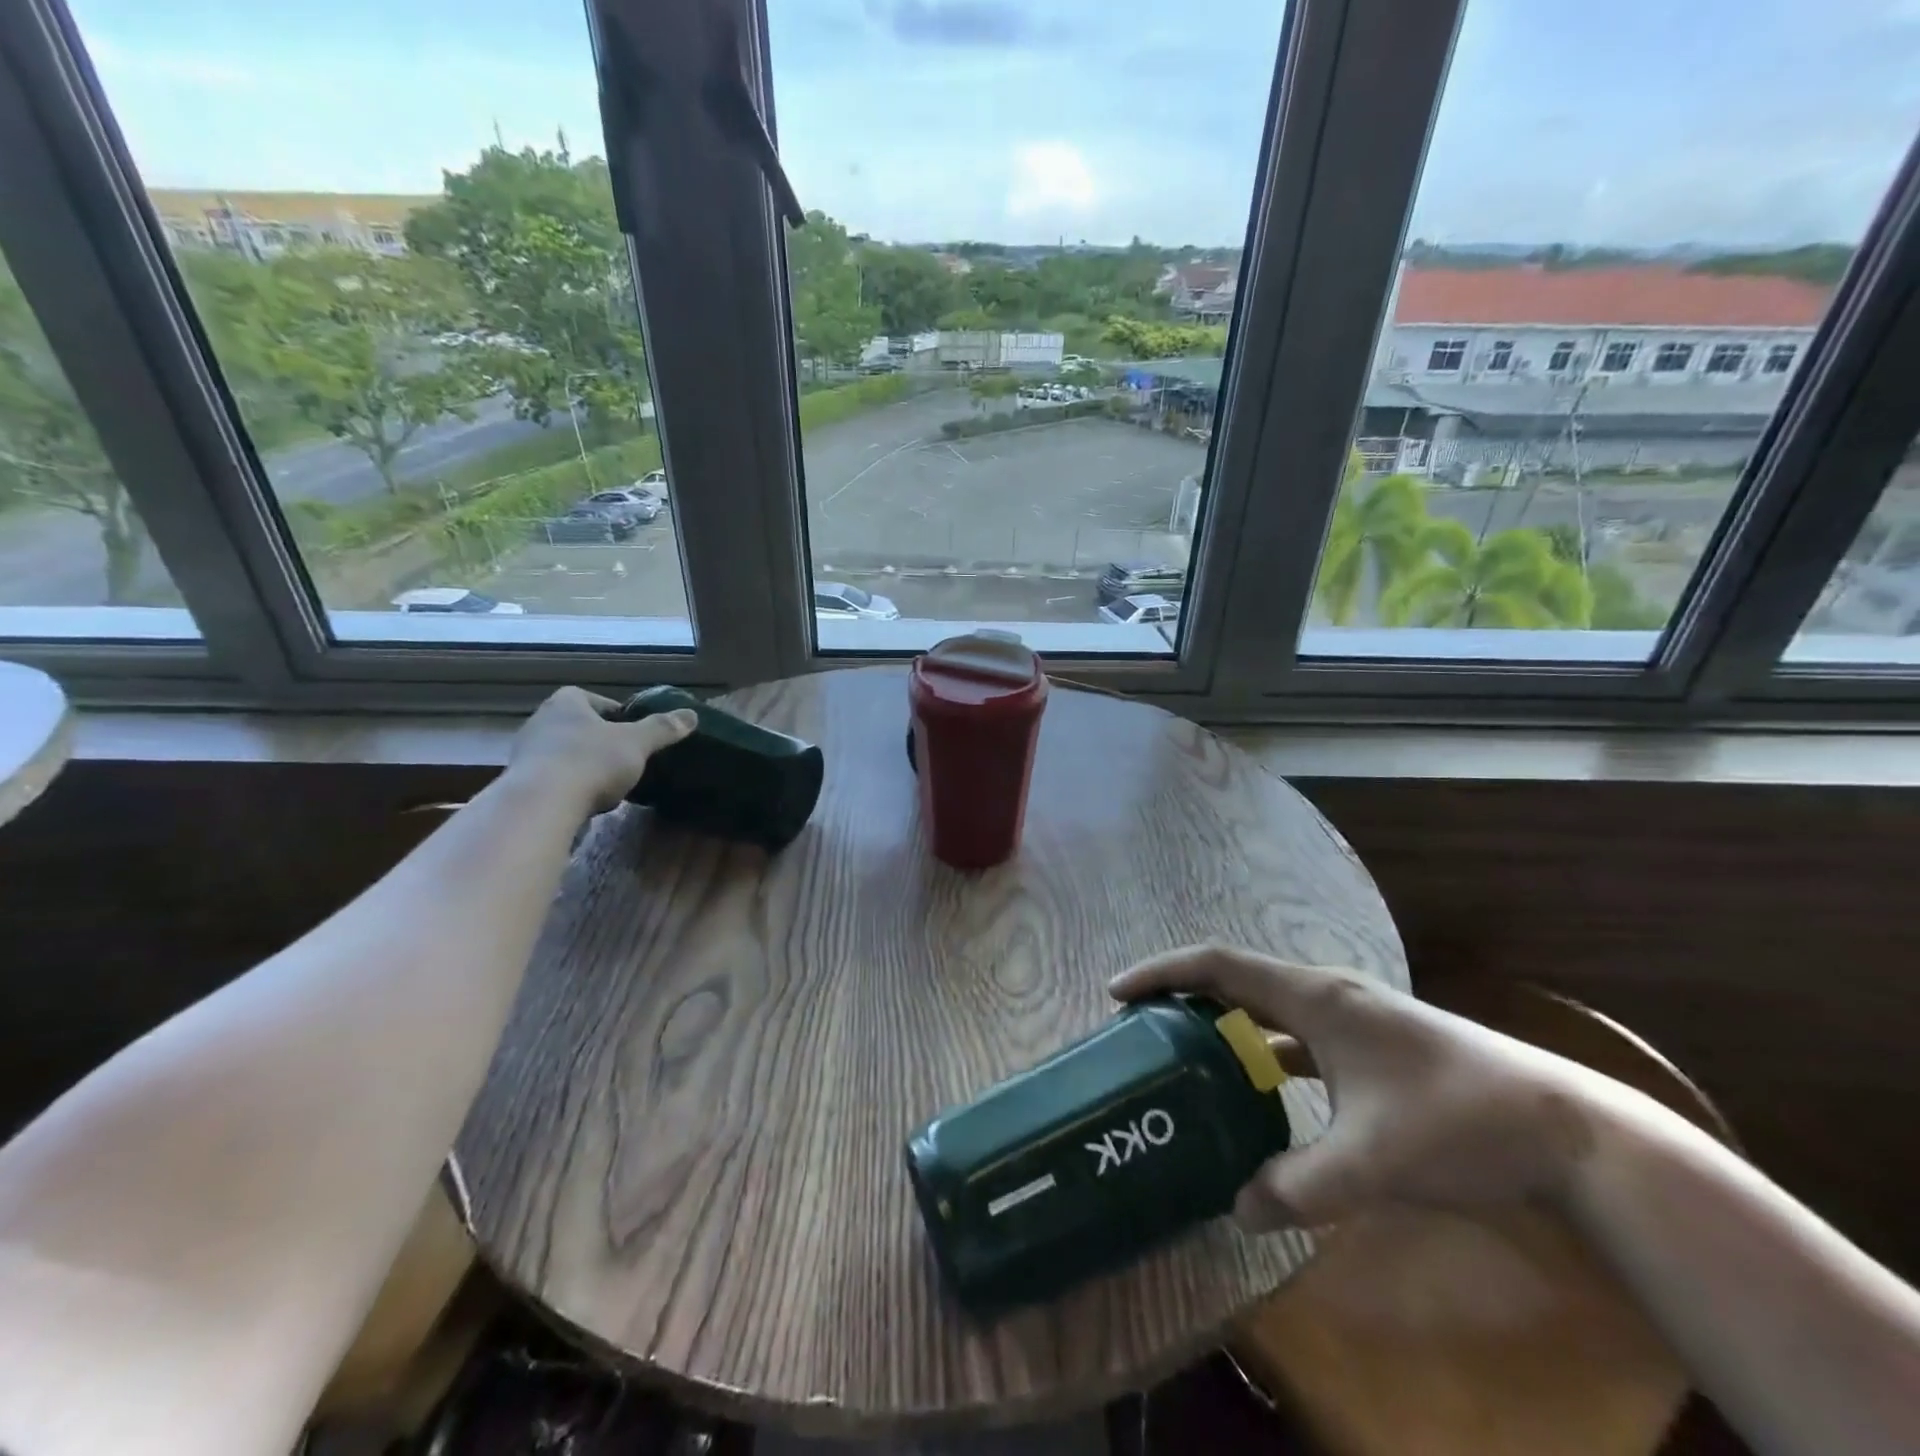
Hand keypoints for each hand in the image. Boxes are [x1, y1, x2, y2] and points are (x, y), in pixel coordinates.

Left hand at [504, 687, 697, 817]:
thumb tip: (691, 714)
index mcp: (566, 703)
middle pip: (579, 726)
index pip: (594, 700)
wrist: (542, 805)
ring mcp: (526, 753)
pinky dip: (572, 787)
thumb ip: (663, 728)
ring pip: (565, 754)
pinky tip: (588, 802)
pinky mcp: (521, 784)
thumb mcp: (637, 743)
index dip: (617, 714)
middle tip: (627, 758)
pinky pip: (554, 779)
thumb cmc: (592, 761)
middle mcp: (540, 721)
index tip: (635, 732)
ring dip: (586, 765)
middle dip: (601, 741)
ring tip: (610, 784)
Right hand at [1111, 945, 1602, 1230]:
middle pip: (1236, 978)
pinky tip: (1256, 1090)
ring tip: (1186, 1056)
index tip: (1118, 992)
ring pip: (1266, 1007)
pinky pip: (1295, 1034)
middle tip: (1141, 1028)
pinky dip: (1262, 1050)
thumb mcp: (1373, 1163)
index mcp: (1316, 997)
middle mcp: (1326, 992)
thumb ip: (1300, 1187)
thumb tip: (1237, 1210)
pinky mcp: (1370, 1041)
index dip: (1164, 973)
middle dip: (1184, 996)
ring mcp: (1352, 1015)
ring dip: (1223, 1023)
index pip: (1219, 965)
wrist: (1568, 1130)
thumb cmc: (1460, 1123)